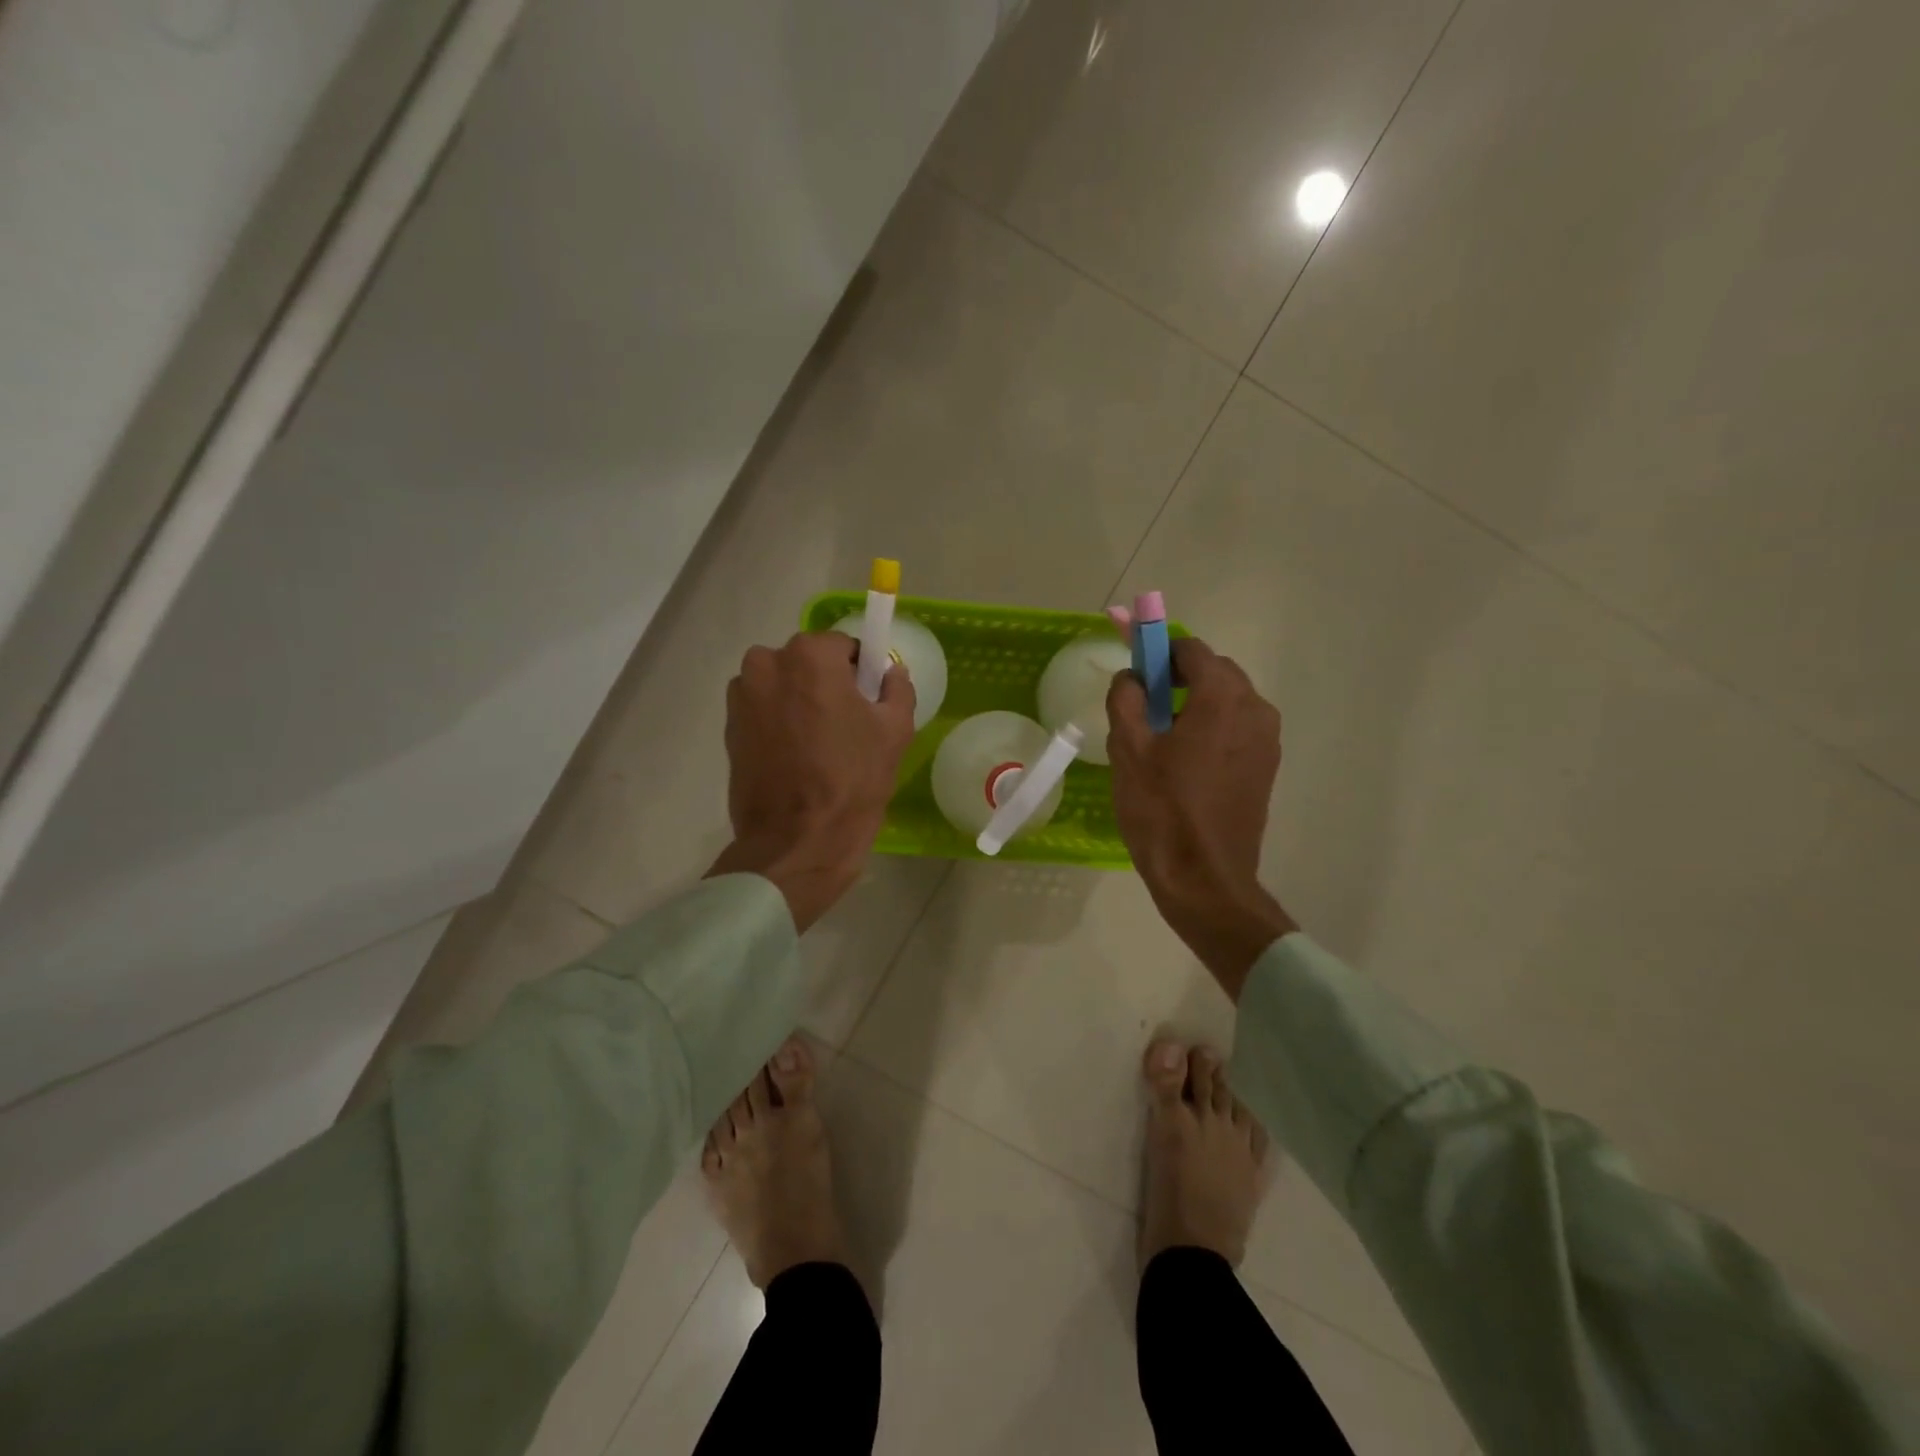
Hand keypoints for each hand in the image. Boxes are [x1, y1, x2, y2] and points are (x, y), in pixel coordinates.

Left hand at [708, 631, 914, 931]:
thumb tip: (889, 672)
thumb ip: (897, 688)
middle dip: (826, 684)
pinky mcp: (728, 726)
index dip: (860, 673)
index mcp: (809, 655)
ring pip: (782, 685)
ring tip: (817, 745)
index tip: (868, 703)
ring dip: (799, 702)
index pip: (843, 647)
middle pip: (808, 663)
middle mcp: (766, 663)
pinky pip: (763, 710)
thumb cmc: (852, 780)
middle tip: (845, 726)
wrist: (796, 840)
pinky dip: (778, 723)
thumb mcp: (895, 731)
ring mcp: (741, 695)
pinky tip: (794, 757)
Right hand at [1107, 637, 1296, 998]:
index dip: (1158, 651)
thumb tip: (1131, 678)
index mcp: (1222, 697)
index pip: (1191, 650)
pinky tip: (1183, 759)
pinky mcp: (1267, 767)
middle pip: (1215, 672)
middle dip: (1178, 677)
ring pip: (1228, 701)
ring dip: (1195, 702)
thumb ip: (1125, 699)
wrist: (1204, 879)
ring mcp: (1267, 740)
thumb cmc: (1161, 810)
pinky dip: (1212, 727)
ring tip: (1160, 735)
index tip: (1134, 670)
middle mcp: (1255, 709)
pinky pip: (1237, 729)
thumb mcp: (1128, 749)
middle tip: (1142, 703)